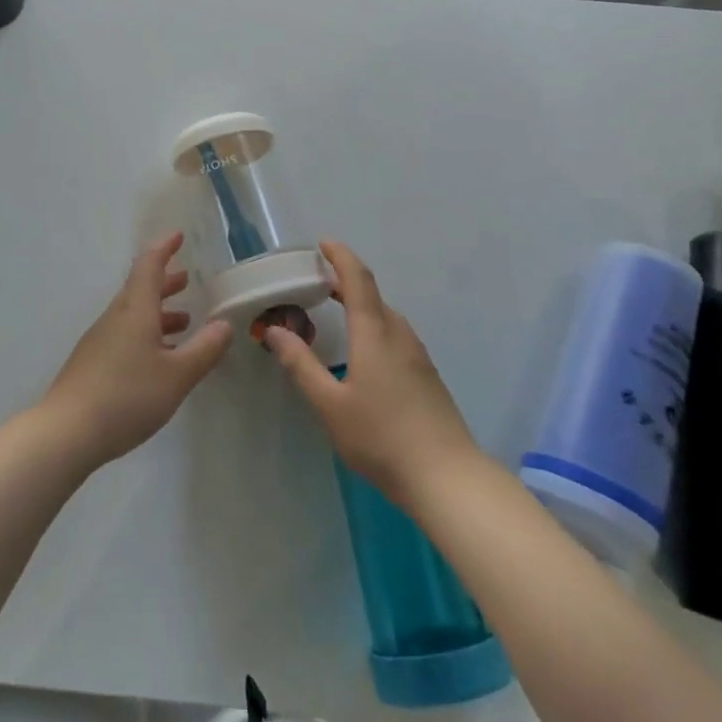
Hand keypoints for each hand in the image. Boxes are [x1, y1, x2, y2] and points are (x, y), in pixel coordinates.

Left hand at [41, 231, 234, 467]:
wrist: (66, 432)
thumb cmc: (126, 396)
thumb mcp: (177, 375)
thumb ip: (204, 349)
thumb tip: (225, 324)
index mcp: (135, 310)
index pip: (149, 266)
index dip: (164, 248)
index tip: (178, 236)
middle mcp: (115, 317)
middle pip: (140, 289)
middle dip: (164, 282)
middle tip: (186, 280)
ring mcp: (100, 341)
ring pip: (132, 314)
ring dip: (158, 311)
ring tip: (182, 322)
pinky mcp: (92, 364)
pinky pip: (124, 335)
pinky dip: (146, 334)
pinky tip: (157, 359)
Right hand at [262, 241, 479, 507]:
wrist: (447, 478)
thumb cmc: (382, 437)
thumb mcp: (330, 404)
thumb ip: (301, 365)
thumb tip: (274, 330)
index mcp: (374, 331)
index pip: (358, 278)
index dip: (340, 256)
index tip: (322, 243)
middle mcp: (399, 334)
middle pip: (372, 295)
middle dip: (344, 282)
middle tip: (316, 282)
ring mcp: (417, 355)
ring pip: (385, 317)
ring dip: (360, 306)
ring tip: (335, 314)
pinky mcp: (426, 376)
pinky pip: (395, 336)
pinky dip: (373, 327)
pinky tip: (363, 353)